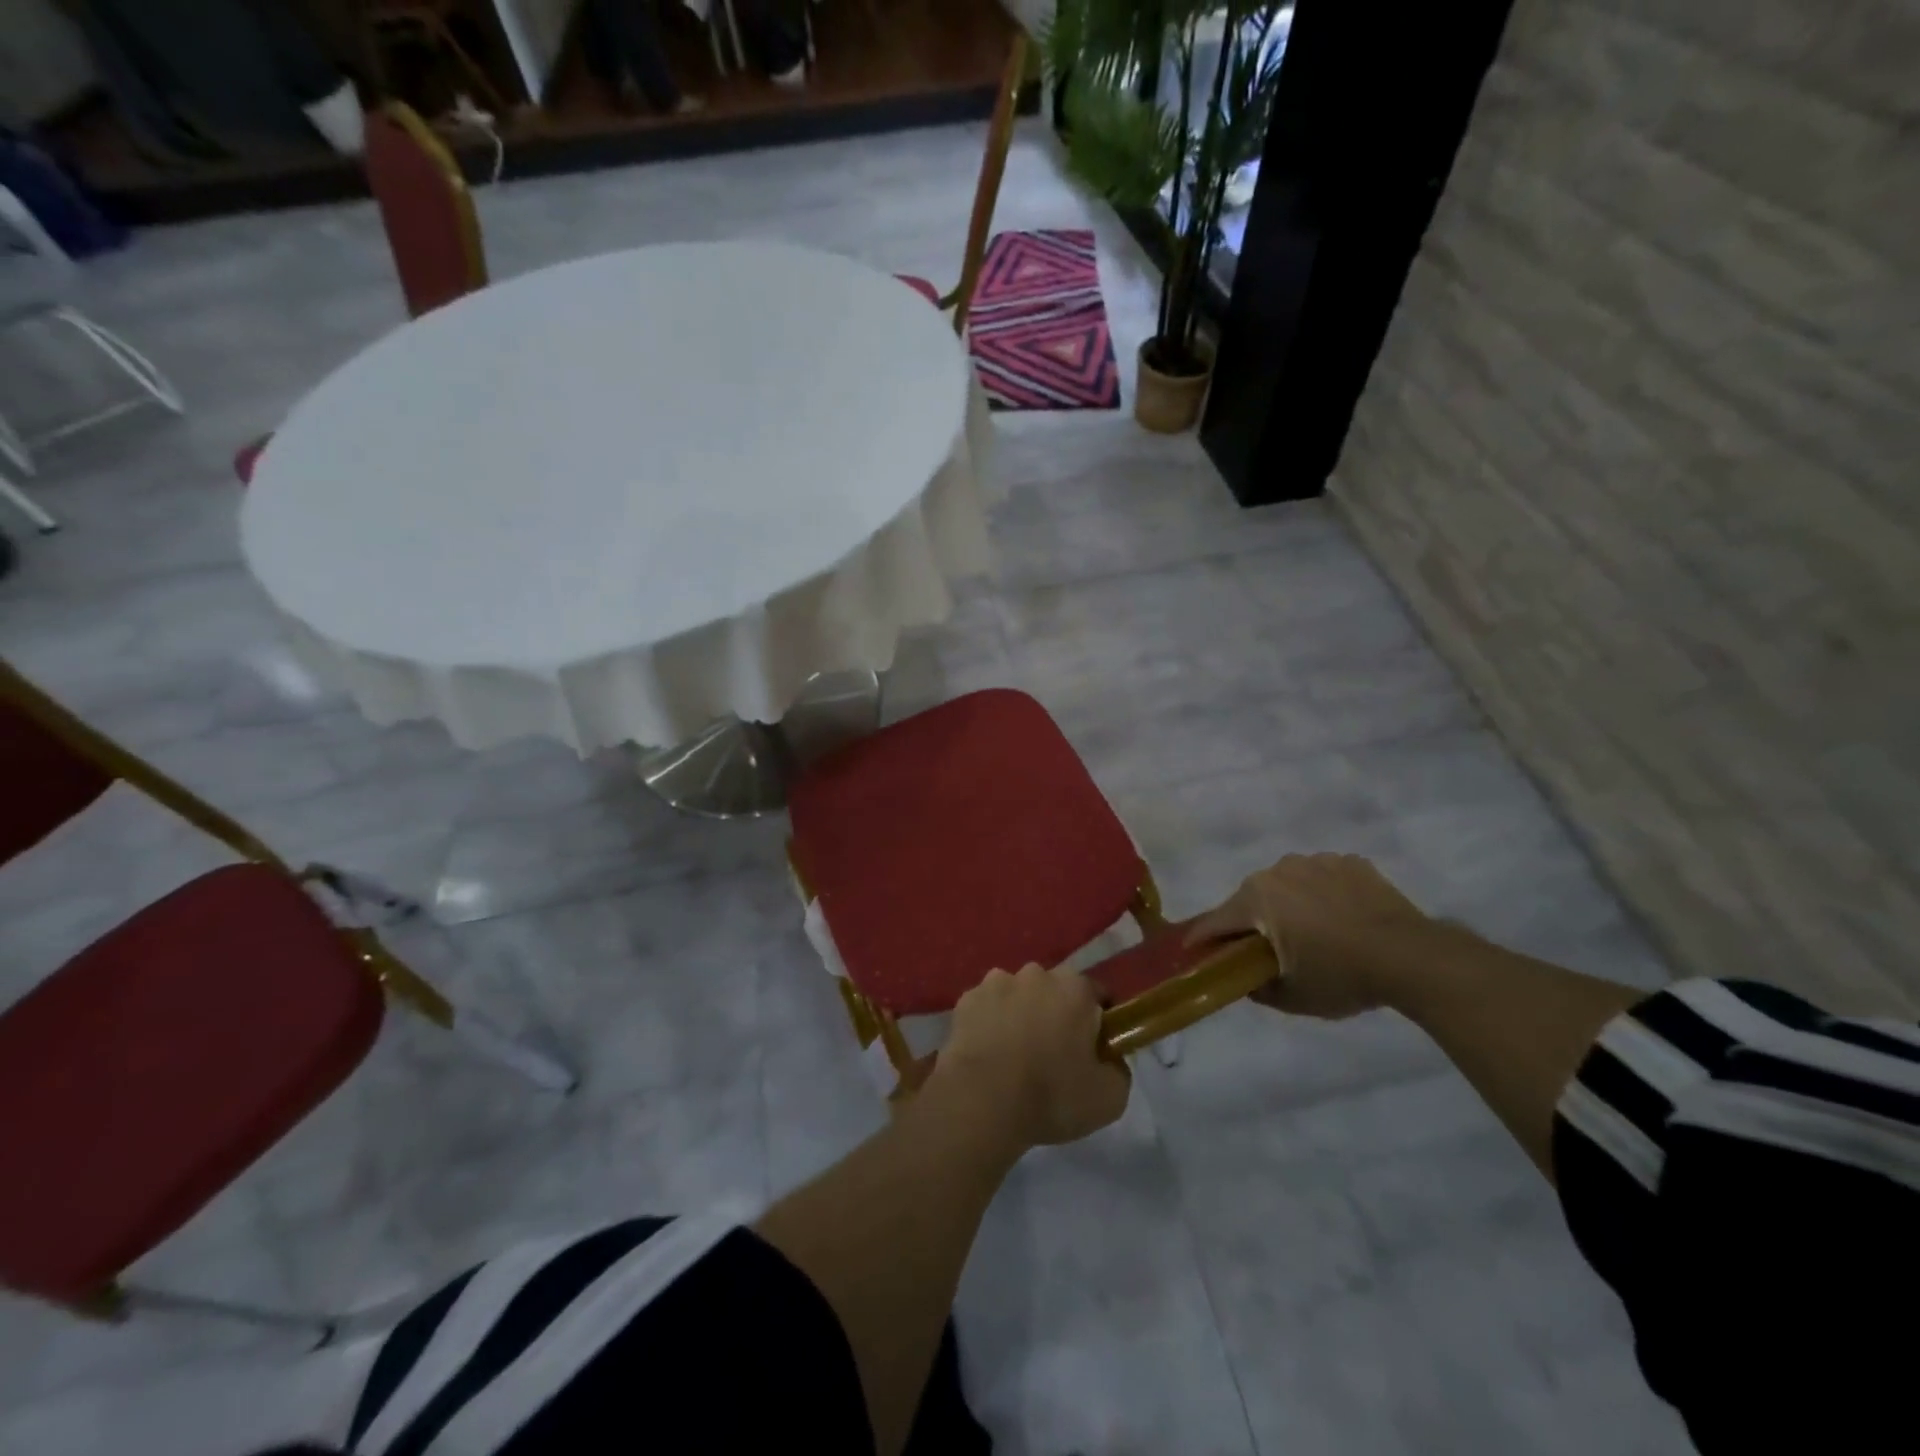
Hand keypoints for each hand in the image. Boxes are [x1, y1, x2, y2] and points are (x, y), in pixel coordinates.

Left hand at [931, 964, 1130, 1149]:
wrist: (981, 1101)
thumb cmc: (1051, 1095)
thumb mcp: (1110, 1097)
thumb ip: (1118, 1069)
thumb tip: (1109, 1058)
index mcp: (1075, 987)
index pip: (1097, 996)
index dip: (1099, 1023)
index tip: (1093, 1050)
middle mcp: (1036, 973)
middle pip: (1055, 992)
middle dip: (1057, 1014)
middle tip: (1054, 1055)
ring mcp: (996, 982)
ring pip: (1018, 996)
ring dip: (1021, 1016)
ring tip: (1015, 1056)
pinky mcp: (966, 999)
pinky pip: (987, 1008)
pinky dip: (990, 1024)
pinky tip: (989, 1054)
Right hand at [1187, 853, 1429, 1019]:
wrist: (1412, 956)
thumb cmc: (1342, 976)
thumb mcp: (1294, 998)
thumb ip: (1259, 989)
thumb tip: (1247, 981)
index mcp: (1256, 899)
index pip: (1216, 921)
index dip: (1202, 938)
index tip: (1192, 950)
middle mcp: (1278, 871)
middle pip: (1252, 898)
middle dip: (1252, 921)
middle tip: (1265, 950)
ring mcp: (1316, 861)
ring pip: (1288, 884)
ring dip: (1289, 904)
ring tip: (1313, 933)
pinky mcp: (1349, 862)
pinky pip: (1323, 878)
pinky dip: (1324, 895)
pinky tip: (1343, 919)